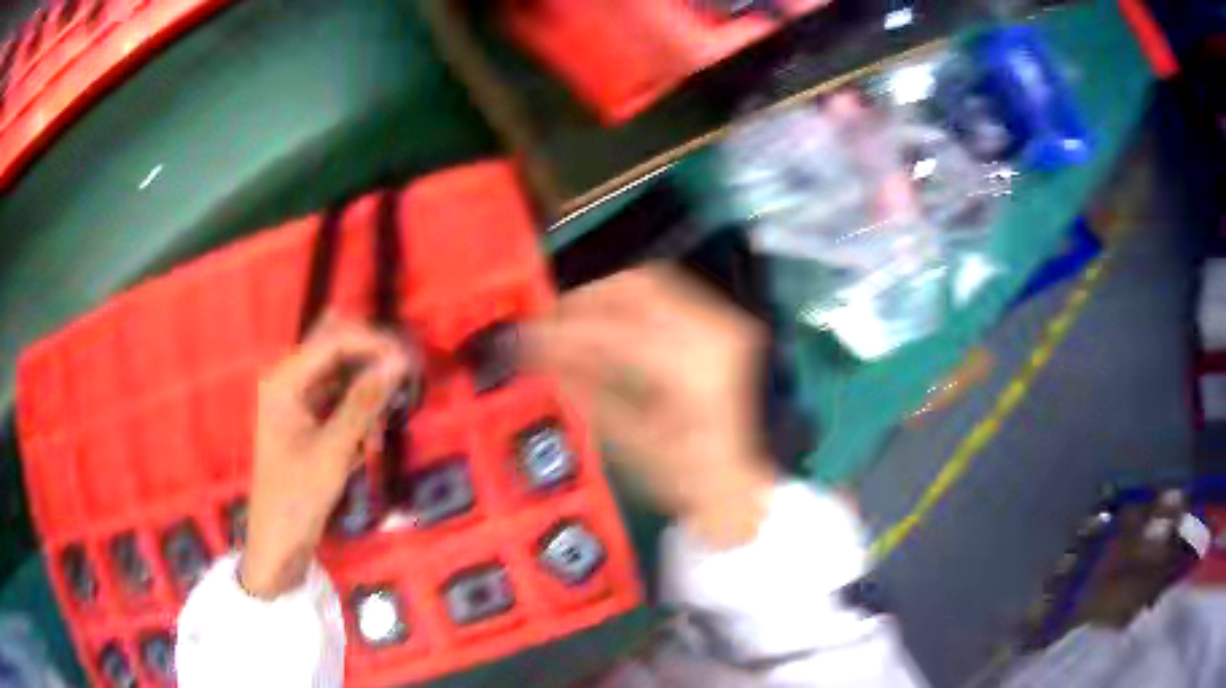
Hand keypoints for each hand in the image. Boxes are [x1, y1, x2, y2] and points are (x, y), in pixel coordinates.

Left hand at [240, 317, 411, 598]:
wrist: (280, 541)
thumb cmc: (298, 495)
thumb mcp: (333, 450)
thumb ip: (363, 403)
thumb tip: (397, 363)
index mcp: (284, 380)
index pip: (333, 341)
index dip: (371, 344)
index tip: (407, 361)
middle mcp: (289, 382)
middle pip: (337, 355)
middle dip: (370, 370)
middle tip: (401, 390)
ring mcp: (298, 402)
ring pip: (342, 381)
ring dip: (365, 401)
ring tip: (374, 438)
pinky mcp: (309, 422)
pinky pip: (341, 405)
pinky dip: (358, 420)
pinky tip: (365, 447)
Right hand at [528, 265, 776, 548]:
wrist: (741, 484)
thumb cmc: (692, 478)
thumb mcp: (630, 441)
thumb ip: (584, 389)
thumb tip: (539, 355)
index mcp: (693, 371)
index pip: (613, 330)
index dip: (560, 330)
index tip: (524, 335)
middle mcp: (715, 334)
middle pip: (635, 286)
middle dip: (583, 297)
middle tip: (545, 318)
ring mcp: (724, 326)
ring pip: (651, 283)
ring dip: (604, 296)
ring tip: (569, 321)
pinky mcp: (722, 327)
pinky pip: (666, 296)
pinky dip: (628, 303)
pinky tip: (604, 325)